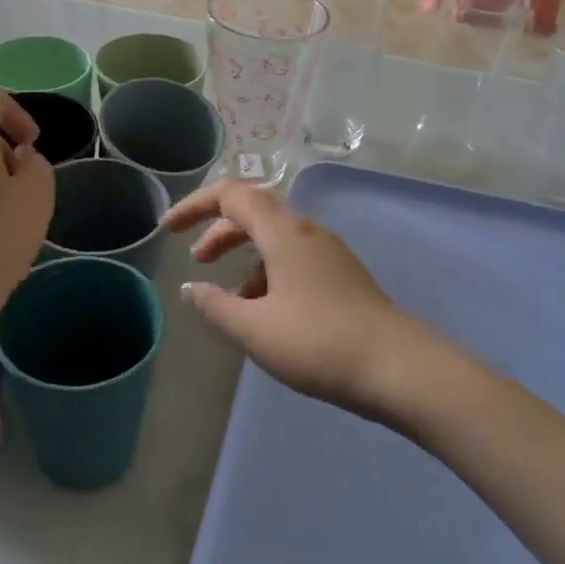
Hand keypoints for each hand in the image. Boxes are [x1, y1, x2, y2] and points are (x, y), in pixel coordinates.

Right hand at [166, 181, 428, 421]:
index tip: (168, 229)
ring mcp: (330, 254)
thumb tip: (192, 289)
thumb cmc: (317, 342)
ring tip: (231, 300)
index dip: (196, 205)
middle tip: (196, 260)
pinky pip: (295, 261)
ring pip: (276, 240)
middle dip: (220, 232)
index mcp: (284, 233)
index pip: (233, 195)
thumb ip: (216, 306)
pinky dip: (269, 275)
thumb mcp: (255, 328)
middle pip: (255, 214)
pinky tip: (266, 313)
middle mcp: (308, 233)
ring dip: (246, 258)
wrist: (396, 367)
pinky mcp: (342, 277)